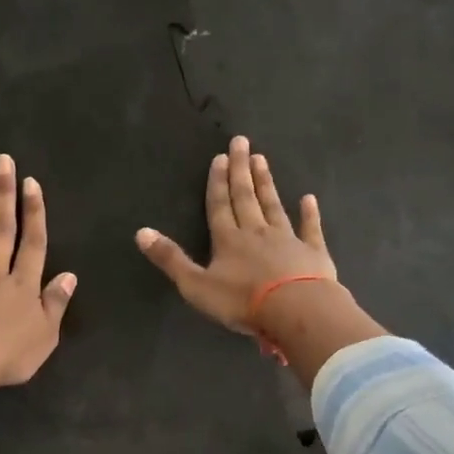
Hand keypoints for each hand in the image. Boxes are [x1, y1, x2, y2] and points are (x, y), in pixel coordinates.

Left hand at [0, 154, 76, 385]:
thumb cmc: (6, 358)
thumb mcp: (44, 338)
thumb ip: (55, 304)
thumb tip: (69, 275)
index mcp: (22, 286)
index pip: (32, 243)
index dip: (34, 212)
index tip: (31, 183)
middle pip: (1, 229)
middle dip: (4, 194)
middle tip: (3, 161)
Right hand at [135, 135, 335, 332]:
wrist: (295, 310)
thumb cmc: (242, 301)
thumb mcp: (196, 285)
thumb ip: (171, 259)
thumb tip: (141, 232)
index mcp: (228, 240)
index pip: (219, 205)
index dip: (217, 182)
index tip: (220, 156)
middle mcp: (256, 232)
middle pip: (246, 197)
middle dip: (241, 170)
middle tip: (242, 142)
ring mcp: (287, 240)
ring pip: (273, 206)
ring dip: (266, 184)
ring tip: (262, 160)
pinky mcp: (313, 253)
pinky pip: (310, 228)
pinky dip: (309, 213)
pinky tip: (309, 199)